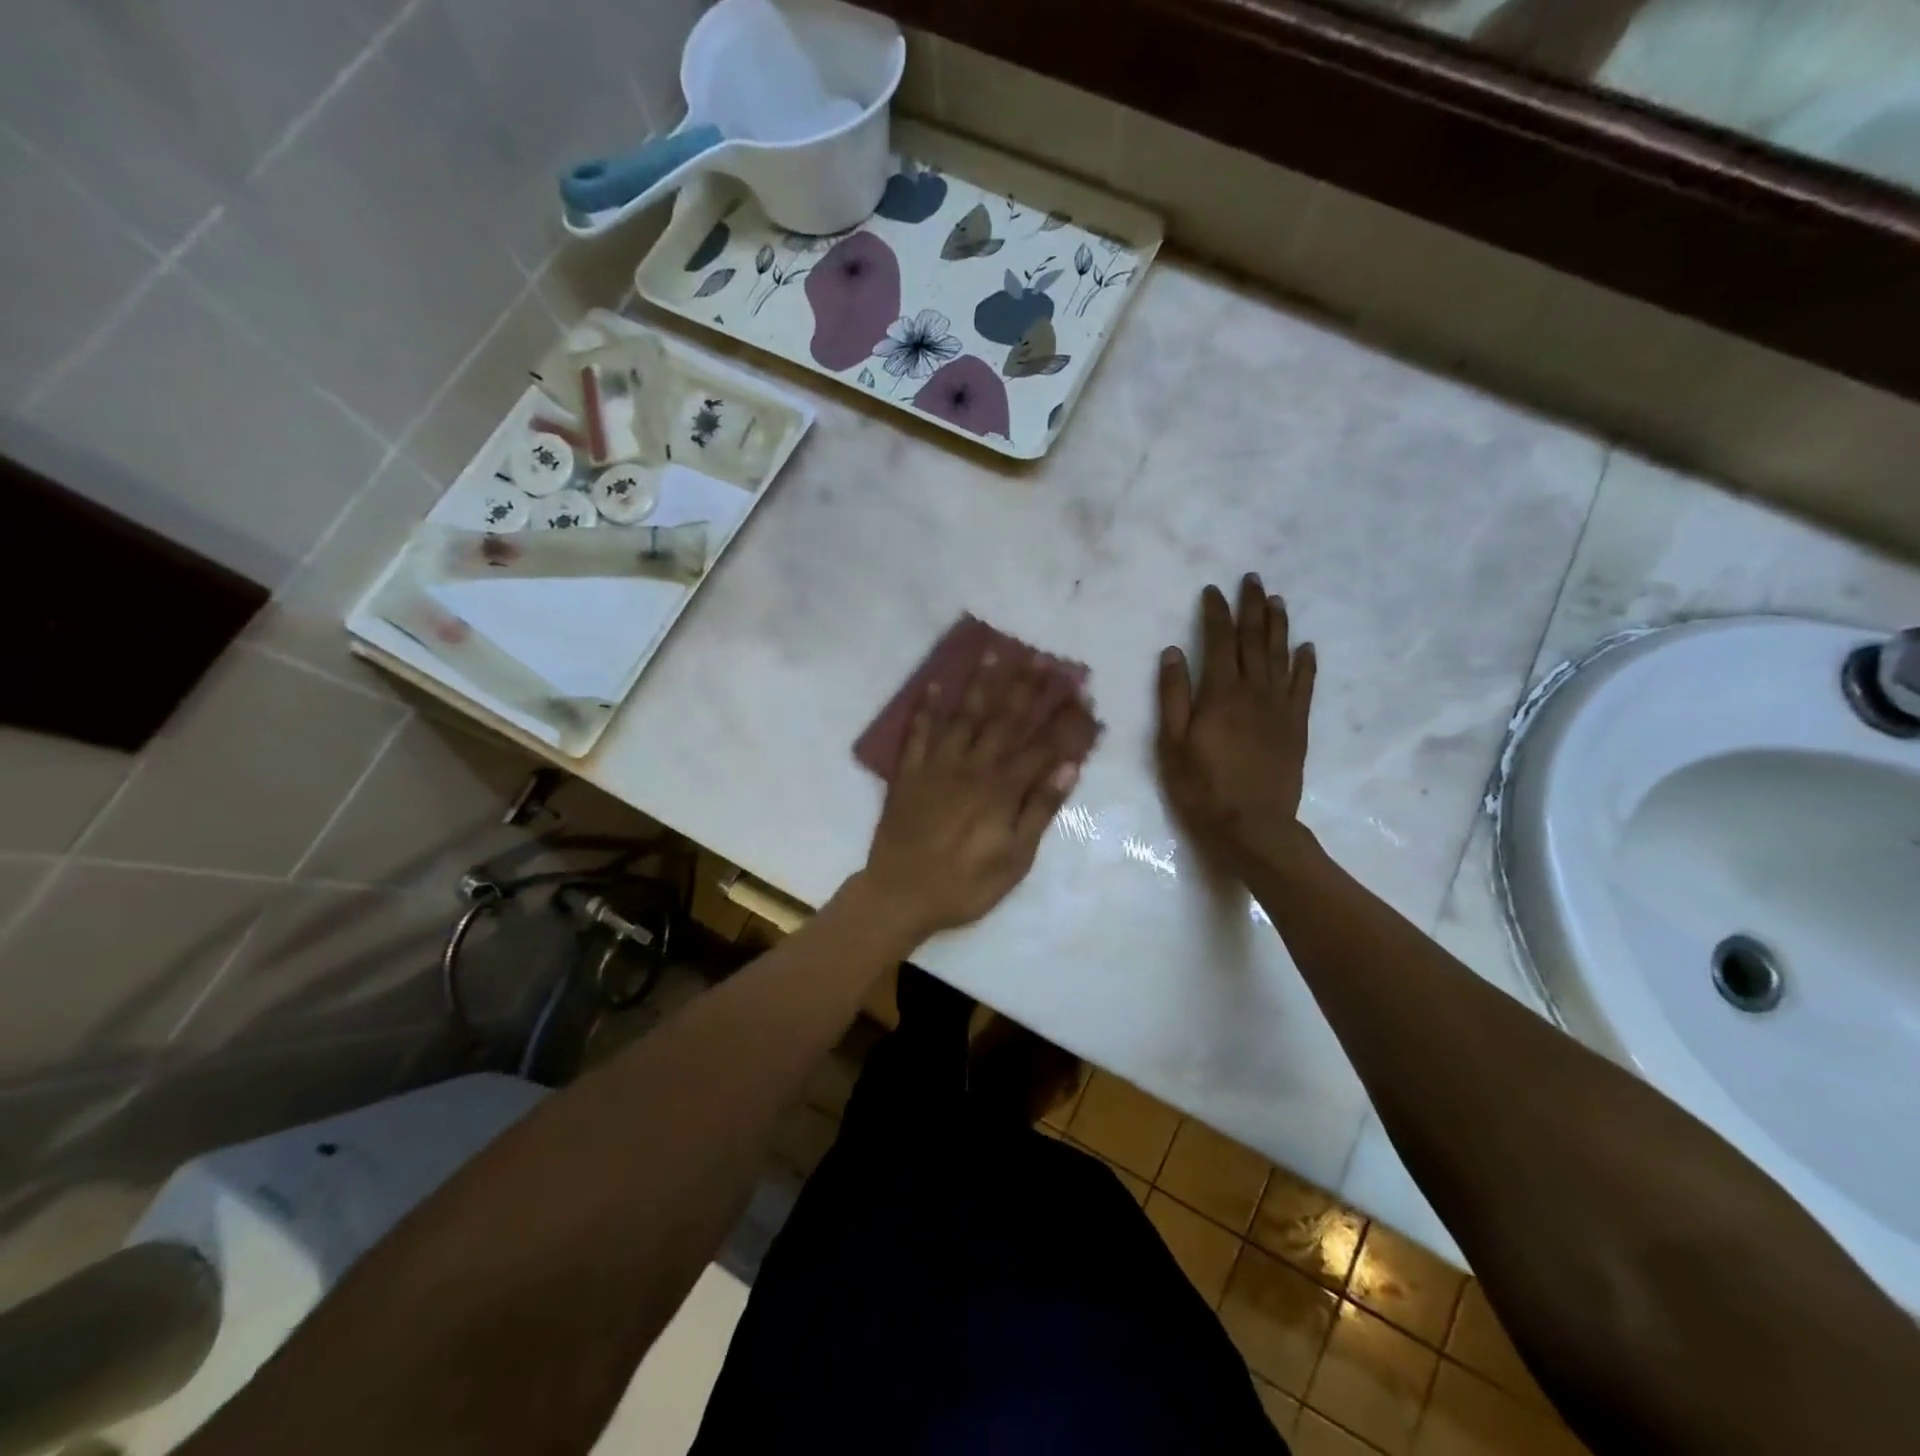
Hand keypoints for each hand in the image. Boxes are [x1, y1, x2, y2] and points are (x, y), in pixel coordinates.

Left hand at [860, 651, 1087, 944]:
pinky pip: (916, 734)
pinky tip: (933, 684)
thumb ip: (1040, 810)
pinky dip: (924, 709)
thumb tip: (1069, 767)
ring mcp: (937, 766)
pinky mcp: (908, 773)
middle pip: (1005, 720)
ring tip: (995, 652)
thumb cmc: (966, 885)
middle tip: (1045, 657)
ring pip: (964, 716)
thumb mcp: (1015, 859)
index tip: (1081, 689)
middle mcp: (972, 767)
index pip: (1042, 745)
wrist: (900, 895)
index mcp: (1002, 789)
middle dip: (1027, 687)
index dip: (1064, 717)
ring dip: (981, 684)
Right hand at [1156, 574, 1316, 872]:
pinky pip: (1304, 686)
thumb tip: (1173, 653)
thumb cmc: (1202, 788)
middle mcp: (1254, 692)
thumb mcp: (1172, 745)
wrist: (1253, 826)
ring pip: (1281, 656)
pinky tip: (1306, 646)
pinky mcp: (1296, 726)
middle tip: (1252, 580)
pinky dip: (1306, 663)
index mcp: (1220, 694)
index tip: (1212, 590)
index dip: (1216, 613)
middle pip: (1255, 640)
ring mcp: (1280, 708)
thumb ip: (1173, 696)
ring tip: (1277, 600)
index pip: (1219, 641)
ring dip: (1278, 626)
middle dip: (1252, 607)